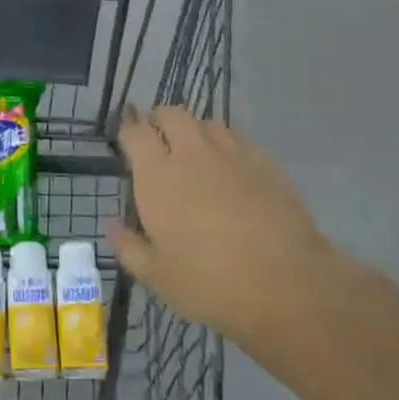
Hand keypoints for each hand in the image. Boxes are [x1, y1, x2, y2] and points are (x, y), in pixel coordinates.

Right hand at [110, 106, 337, 362]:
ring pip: (207, 122)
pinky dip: (227, 143)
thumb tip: (113, 224)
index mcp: (158, 176)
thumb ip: (128, 246)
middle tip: (158, 142)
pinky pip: (239, 138)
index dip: (127, 131)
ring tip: (195, 152)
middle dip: (159, 120)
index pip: (135, 132)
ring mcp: (232, 154)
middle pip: (171, 114)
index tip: (126, 141)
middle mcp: (192, 154)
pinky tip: (230, 166)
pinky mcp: (265, 163)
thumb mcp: (156, 276)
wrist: (286, 285)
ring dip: (194, 130)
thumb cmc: (209, 283)